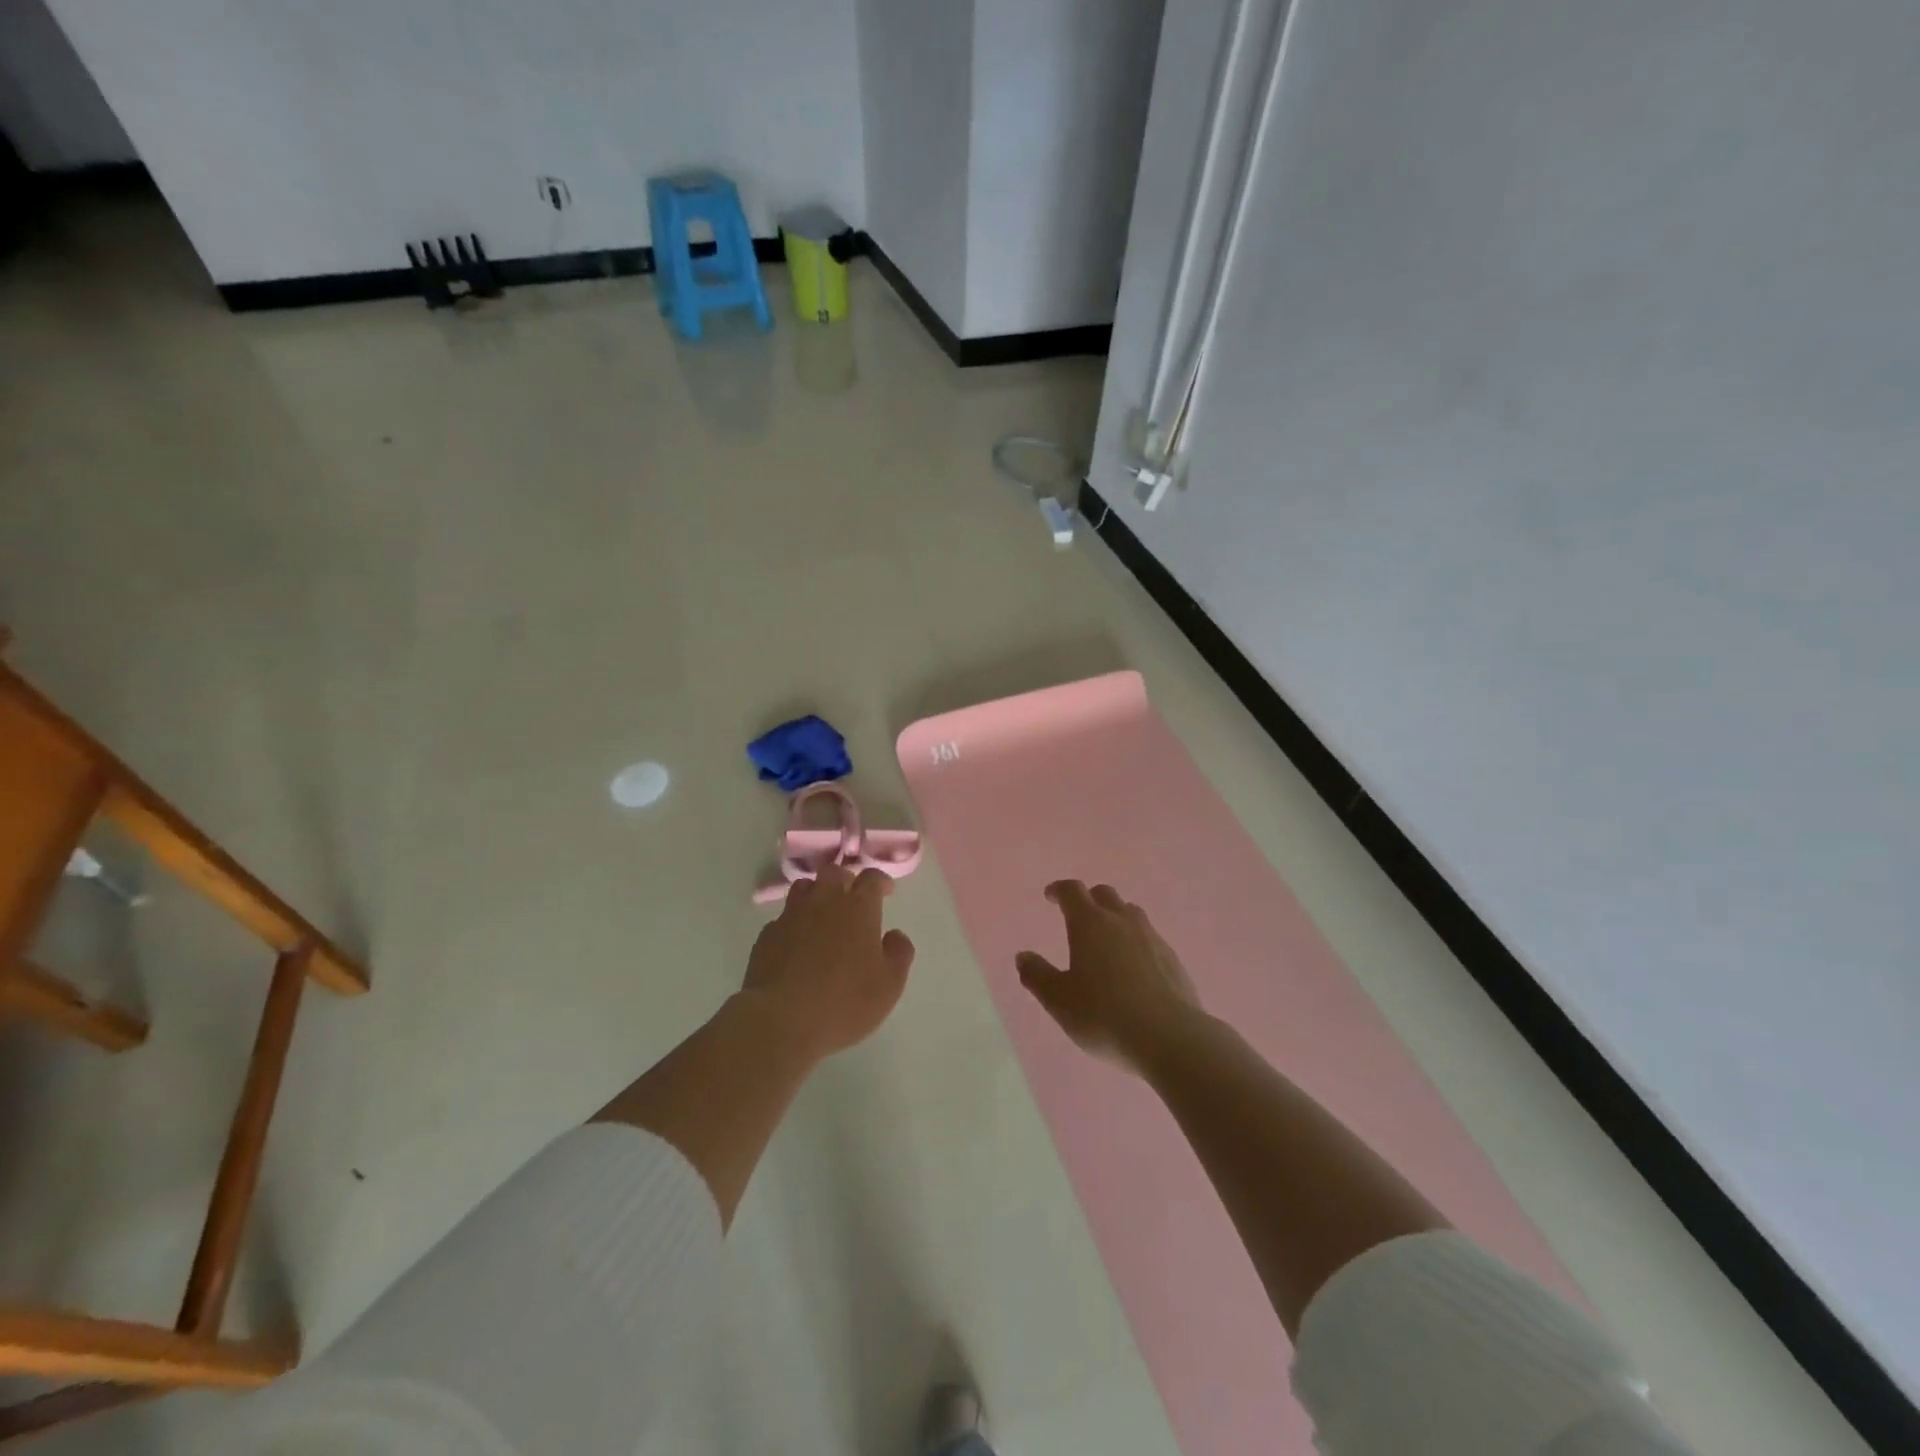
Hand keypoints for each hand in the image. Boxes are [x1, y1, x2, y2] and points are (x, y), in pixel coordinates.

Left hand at [741, 865, 915, 1061]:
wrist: (781, 1020)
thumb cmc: (845, 1002)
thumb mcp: (889, 985)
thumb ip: (899, 953)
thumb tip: (894, 935)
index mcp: (858, 908)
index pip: (871, 877)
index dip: (880, 881)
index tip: (886, 891)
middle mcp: (824, 901)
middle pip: (834, 873)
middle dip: (845, 880)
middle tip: (852, 898)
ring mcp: (791, 916)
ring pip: (804, 888)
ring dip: (816, 894)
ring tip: (822, 914)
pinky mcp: (766, 936)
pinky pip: (783, 918)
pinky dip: (793, 923)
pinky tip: (796, 944)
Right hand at [1016, 880, 1201, 1075]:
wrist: (1170, 1038)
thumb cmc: (1104, 1016)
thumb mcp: (1059, 1001)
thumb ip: (1038, 976)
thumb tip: (1023, 956)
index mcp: (1090, 924)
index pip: (1072, 891)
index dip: (1059, 890)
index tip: (1051, 896)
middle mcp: (1122, 921)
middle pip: (1105, 894)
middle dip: (1089, 900)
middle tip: (1078, 916)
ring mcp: (1152, 938)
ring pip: (1131, 913)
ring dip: (1116, 918)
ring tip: (1107, 940)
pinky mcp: (1173, 959)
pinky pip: (1150, 939)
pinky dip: (1136, 943)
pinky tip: (1134, 969)